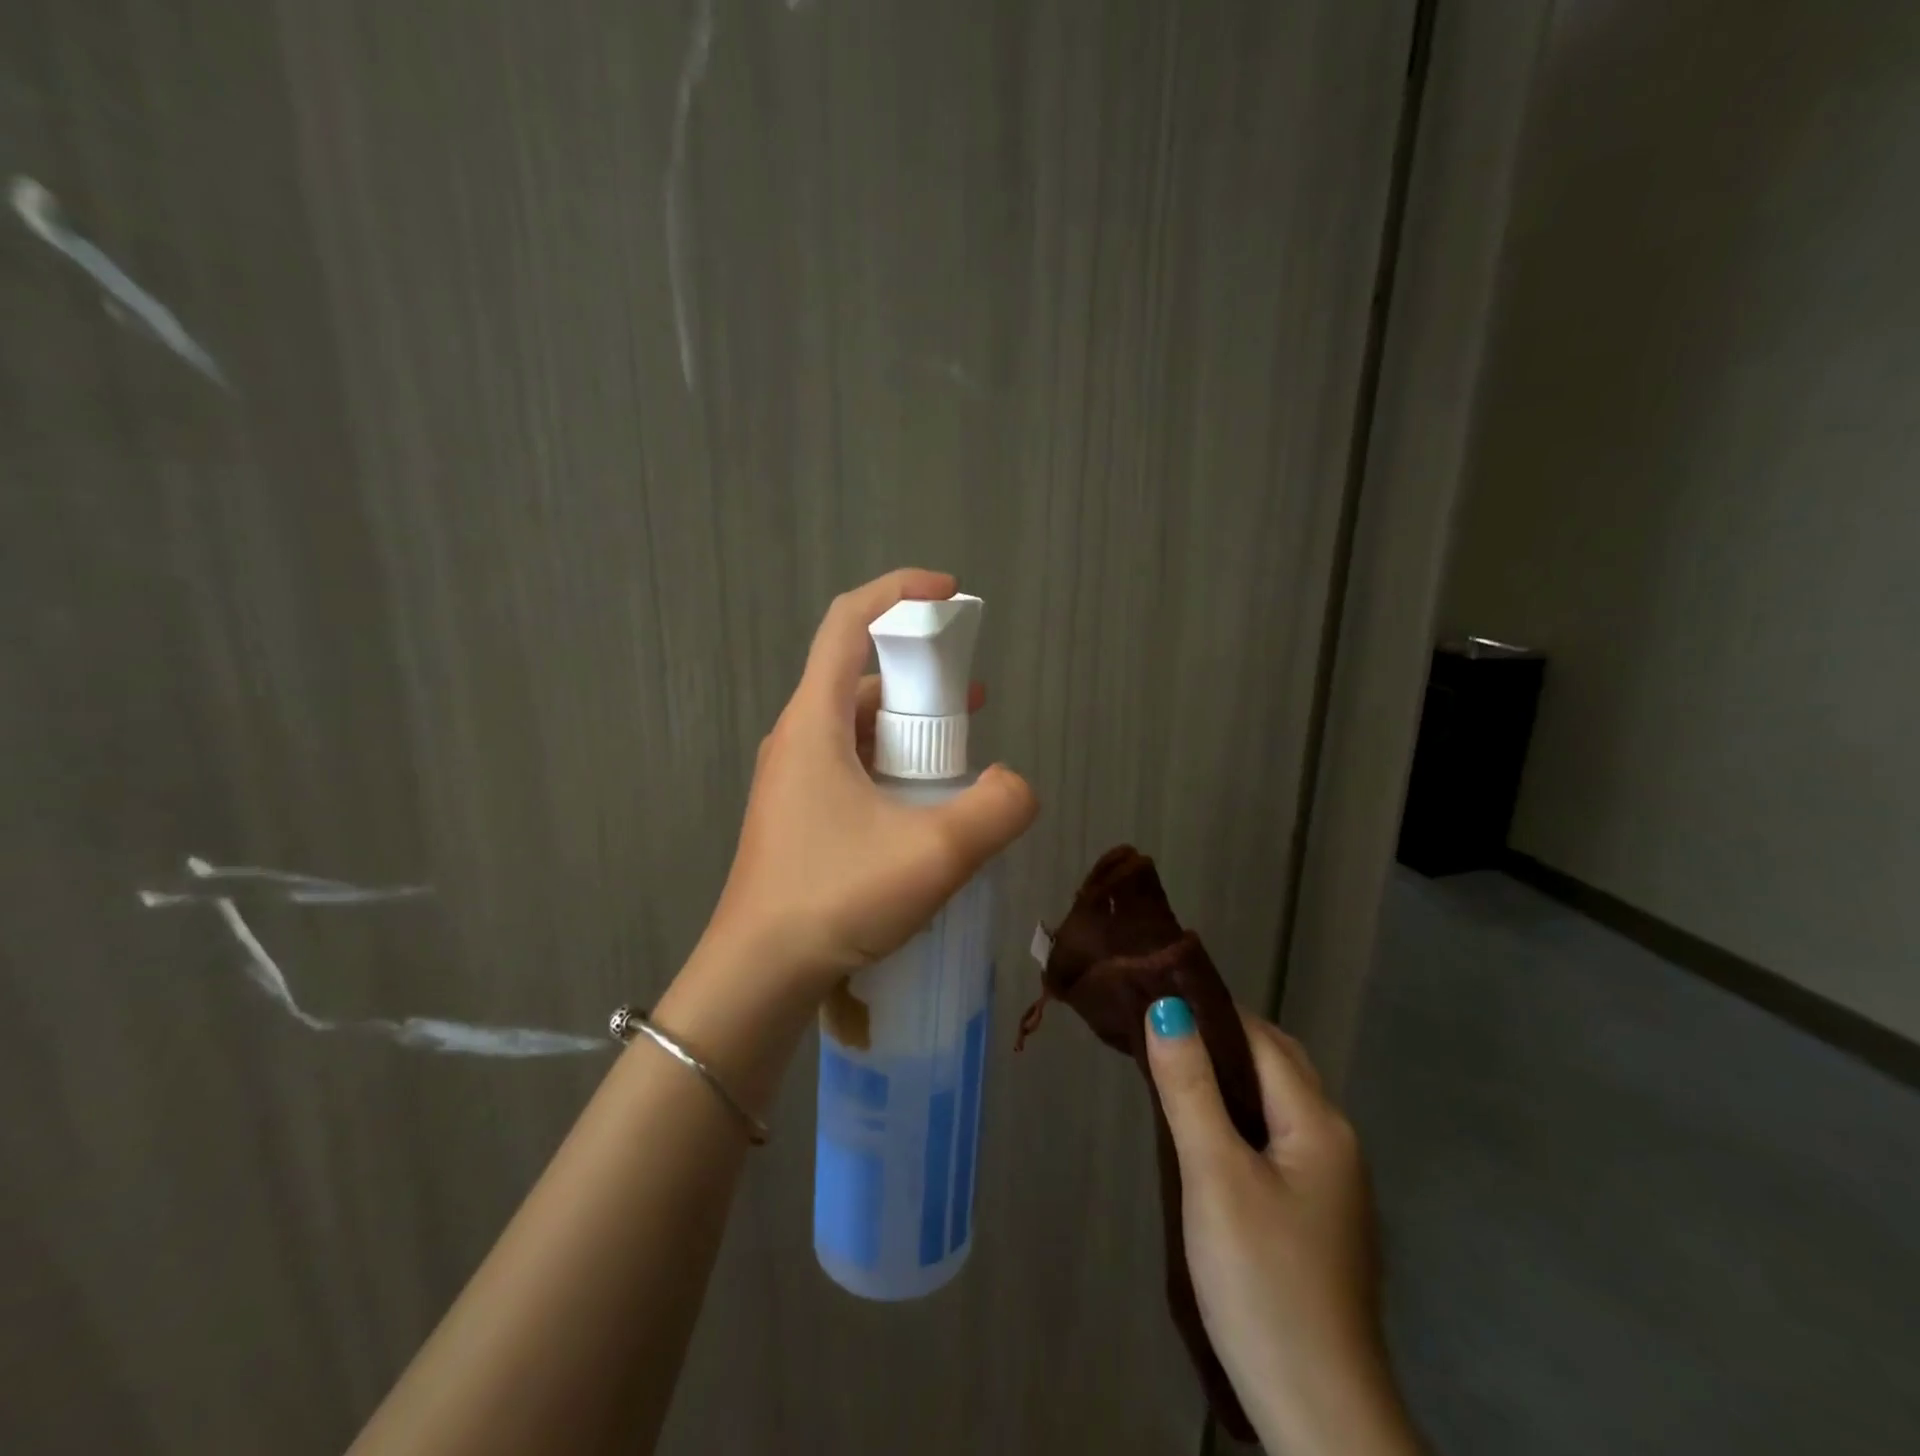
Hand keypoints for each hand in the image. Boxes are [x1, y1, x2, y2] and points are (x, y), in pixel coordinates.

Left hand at [703, 568, 1038, 999]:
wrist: (757, 977)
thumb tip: (1018, 786)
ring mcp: (793, 780)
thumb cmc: (836, 898)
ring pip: (857, 728)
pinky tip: (923, 808)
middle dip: (920, 677)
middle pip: (859, 677)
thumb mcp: (935, 852)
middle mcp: (797, 738)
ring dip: (909, 729)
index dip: (899, 593)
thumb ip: (997, 808)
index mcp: (814, 720)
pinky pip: (851, 768)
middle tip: (971, 702)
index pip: (848, 622)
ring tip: (960, 758)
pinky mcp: (798, 817)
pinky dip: (892, 768)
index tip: (950, 595)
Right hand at [1145, 1004, 1420, 1455]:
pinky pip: (1275, 1138)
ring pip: (1275, 1103)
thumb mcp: (1216, 1176)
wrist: (1320, 1413)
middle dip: (1221, 1037)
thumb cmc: (1264, 1280)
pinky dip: (1239, 1115)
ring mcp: (1331, 1183)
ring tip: (1171, 1069)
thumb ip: (1190, 1088)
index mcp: (1319, 1123)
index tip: (1157, 990)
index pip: (1261, 1038)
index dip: (1211, 1009)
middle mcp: (1335, 1142)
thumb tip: (1165, 1006)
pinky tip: (1205, 1133)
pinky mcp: (1316, 1216)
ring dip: (1228, 1076)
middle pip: (1275, 1065)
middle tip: (1158, 1028)